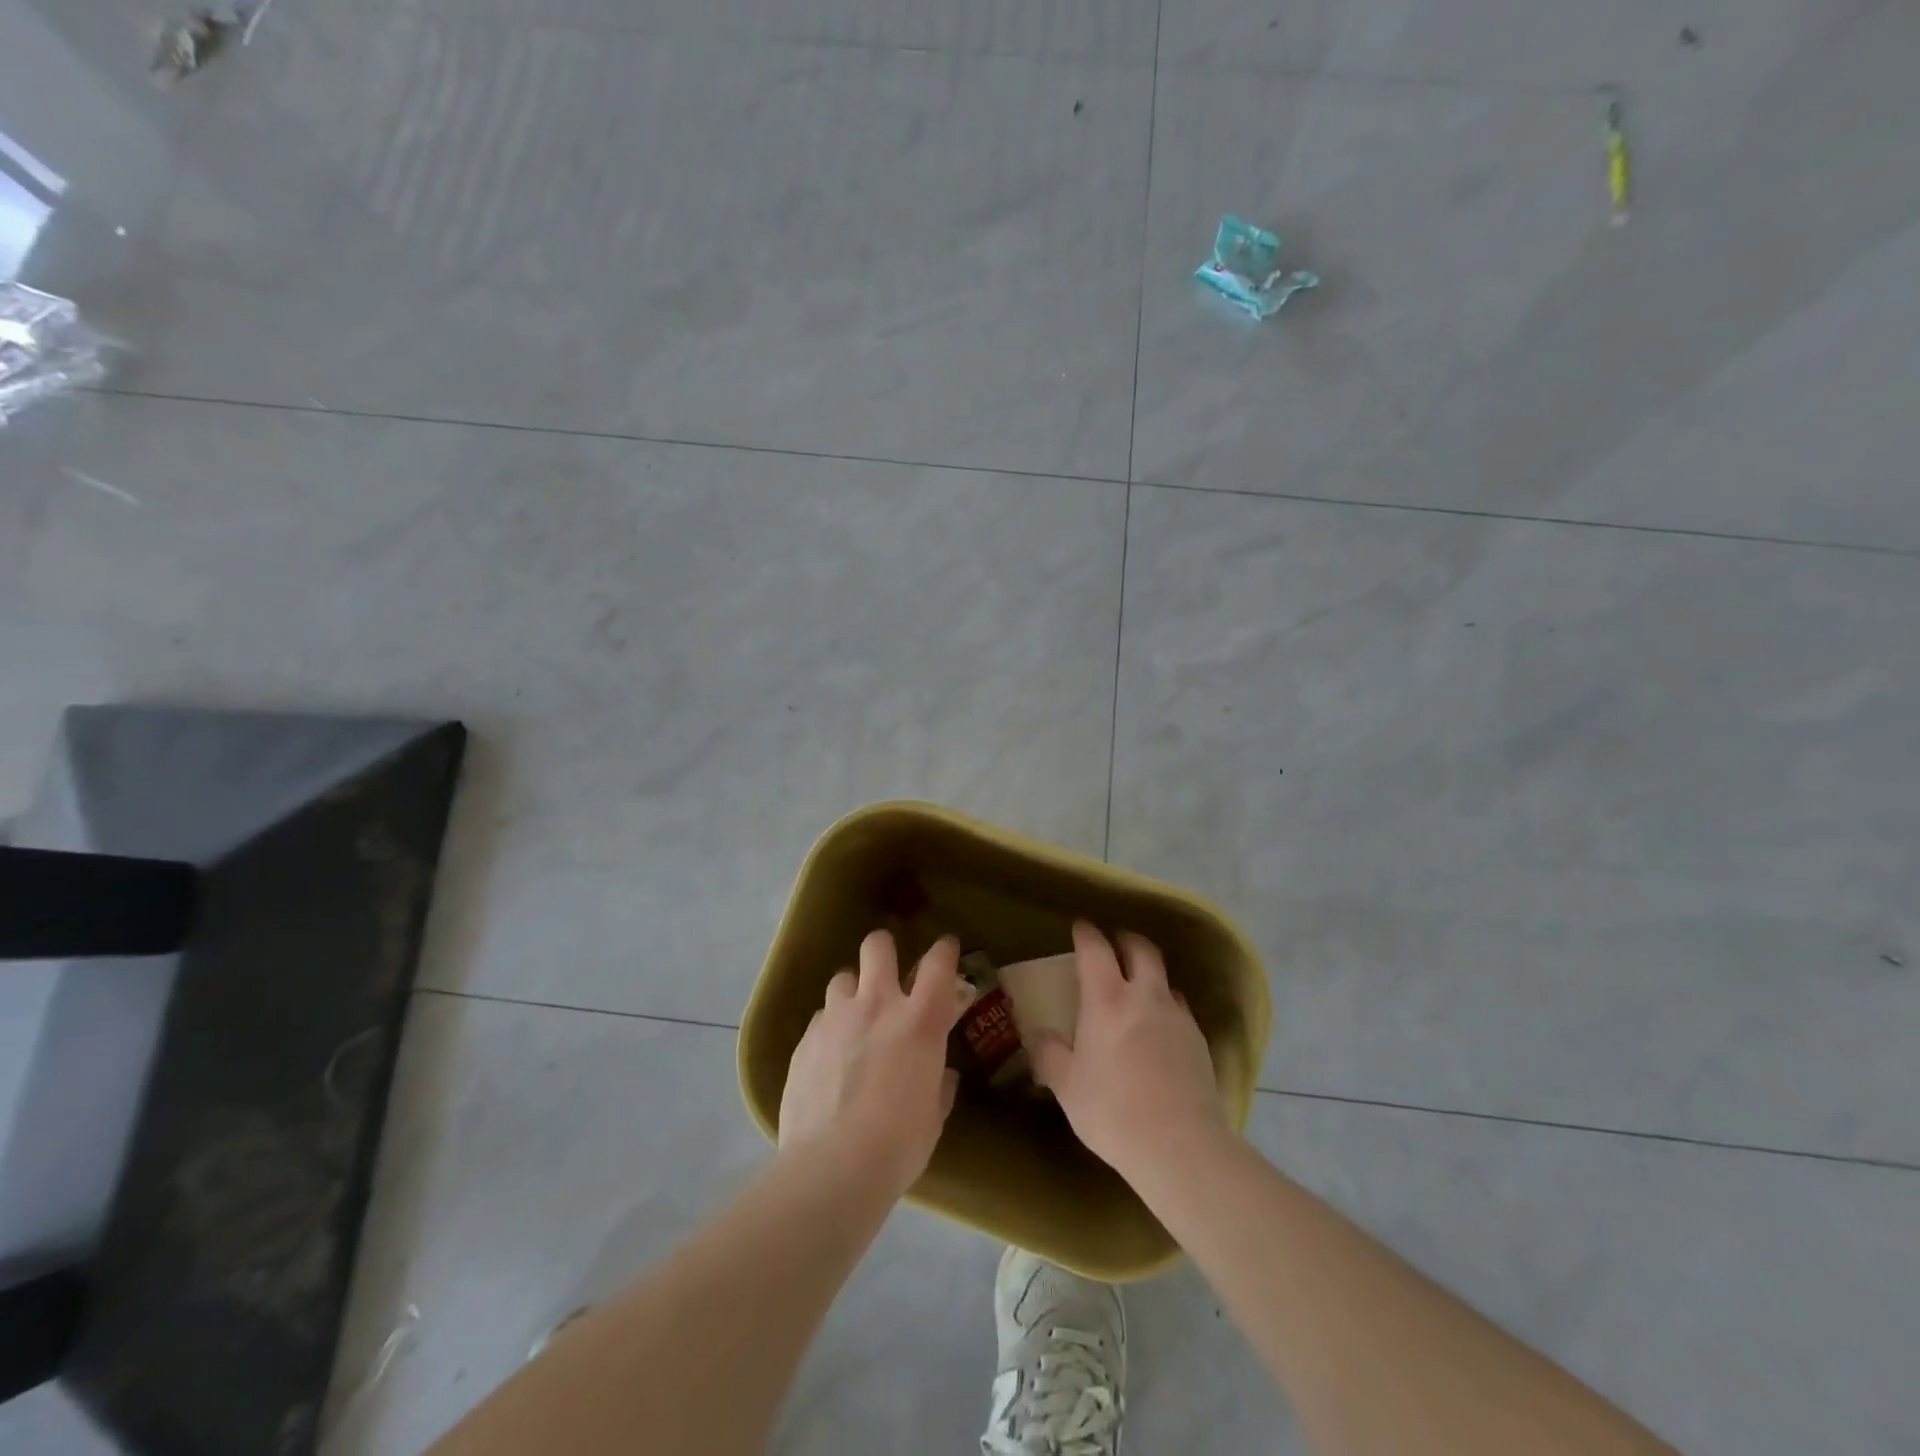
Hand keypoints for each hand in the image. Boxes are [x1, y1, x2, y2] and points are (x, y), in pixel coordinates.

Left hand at [778, 930, 966, 1197]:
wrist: (832, 1167)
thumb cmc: (898, 1144)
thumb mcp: (933, 1116)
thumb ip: (938, 1085)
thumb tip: (940, 1074)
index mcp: (920, 1021)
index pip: (938, 964)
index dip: (944, 950)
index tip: (946, 949)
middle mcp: (877, 1006)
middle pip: (877, 947)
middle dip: (883, 949)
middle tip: (887, 969)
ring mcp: (836, 1019)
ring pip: (843, 978)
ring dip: (853, 991)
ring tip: (854, 1017)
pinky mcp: (804, 1041)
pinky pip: (821, 1018)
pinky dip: (830, 1028)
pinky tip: (830, 1056)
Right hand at [1029, 921, 1230, 1181]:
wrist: (1181, 1146)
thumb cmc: (1113, 1111)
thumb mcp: (1067, 1085)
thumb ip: (1049, 1054)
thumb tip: (1039, 1035)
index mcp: (1107, 1000)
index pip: (1096, 949)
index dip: (1086, 933)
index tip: (1080, 928)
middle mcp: (1145, 996)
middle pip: (1141, 950)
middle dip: (1126, 941)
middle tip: (1114, 944)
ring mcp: (1177, 1016)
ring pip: (1164, 979)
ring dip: (1149, 975)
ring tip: (1138, 990)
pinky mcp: (1199, 1041)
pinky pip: (1180, 1009)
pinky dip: (1166, 1007)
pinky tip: (1159, 1030)